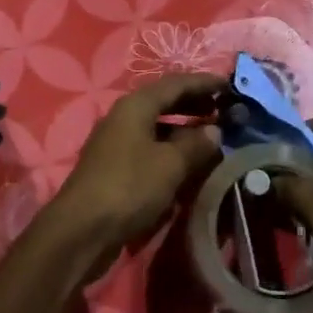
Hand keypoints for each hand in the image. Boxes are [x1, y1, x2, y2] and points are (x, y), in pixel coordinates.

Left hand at [38, 73, 223, 271]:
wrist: (83, 229)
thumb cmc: (129, 187)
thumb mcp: (170, 164)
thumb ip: (196, 144)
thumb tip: (214, 131)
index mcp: (135, 105)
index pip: (175, 83)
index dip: (203, 82)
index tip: (229, 85)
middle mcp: (123, 116)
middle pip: (163, 101)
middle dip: (194, 103)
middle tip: (223, 110)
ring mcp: (116, 141)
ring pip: (156, 125)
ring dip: (183, 127)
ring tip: (211, 136)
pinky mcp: (115, 166)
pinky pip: (149, 146)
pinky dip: (170, 147)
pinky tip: (187, 161)